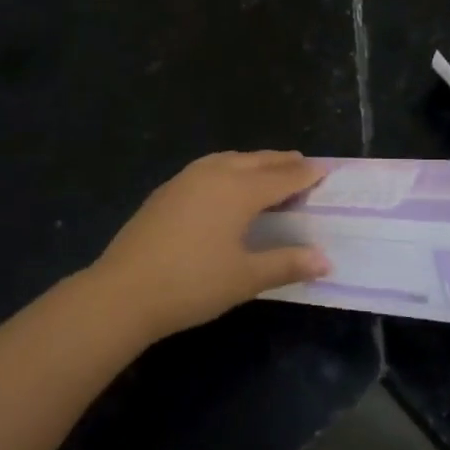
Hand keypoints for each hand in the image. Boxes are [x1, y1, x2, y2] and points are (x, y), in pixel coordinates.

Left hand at [89, 152, 330, 342]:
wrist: (123, 291)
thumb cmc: (192, 284)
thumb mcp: (245, 278)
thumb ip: (286, 264)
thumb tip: (325, 260)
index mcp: (239, 190)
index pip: (282, 177)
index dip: (305, 174)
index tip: (325, 170)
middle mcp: (215, 174)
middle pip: (257, 161)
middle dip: (282, 162)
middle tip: (302, 163)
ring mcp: (187, 179)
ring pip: (230, 159)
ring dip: (254, 161)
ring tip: (267, 168)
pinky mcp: (167, 190)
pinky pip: (209, 167)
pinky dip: (229, 168)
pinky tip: (225, 183)